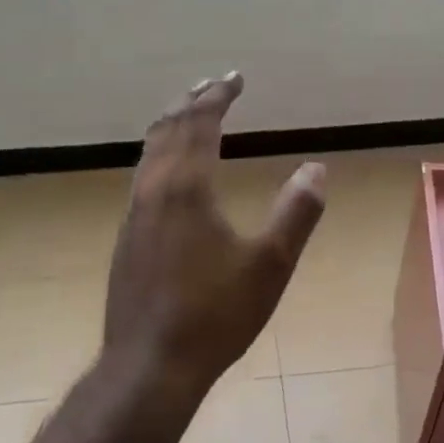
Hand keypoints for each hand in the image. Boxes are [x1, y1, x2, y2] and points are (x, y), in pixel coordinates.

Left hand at [102, 72, 325, 397]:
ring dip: (170, 126)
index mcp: (187, 188)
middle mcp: (153, 190)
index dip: (218, 97)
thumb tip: (317, 169)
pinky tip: (166, 173)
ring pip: (149, 152)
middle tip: (211, 86)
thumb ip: (296, 212)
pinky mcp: (126, 238)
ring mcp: (134, 214)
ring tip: (186, 115)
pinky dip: (158, 154)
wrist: (150, 364)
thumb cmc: (215, 314)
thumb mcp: (271, 265)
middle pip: (168, 130)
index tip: (235, 78)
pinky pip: (142, 176)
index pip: (200, 124)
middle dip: (191, 103)